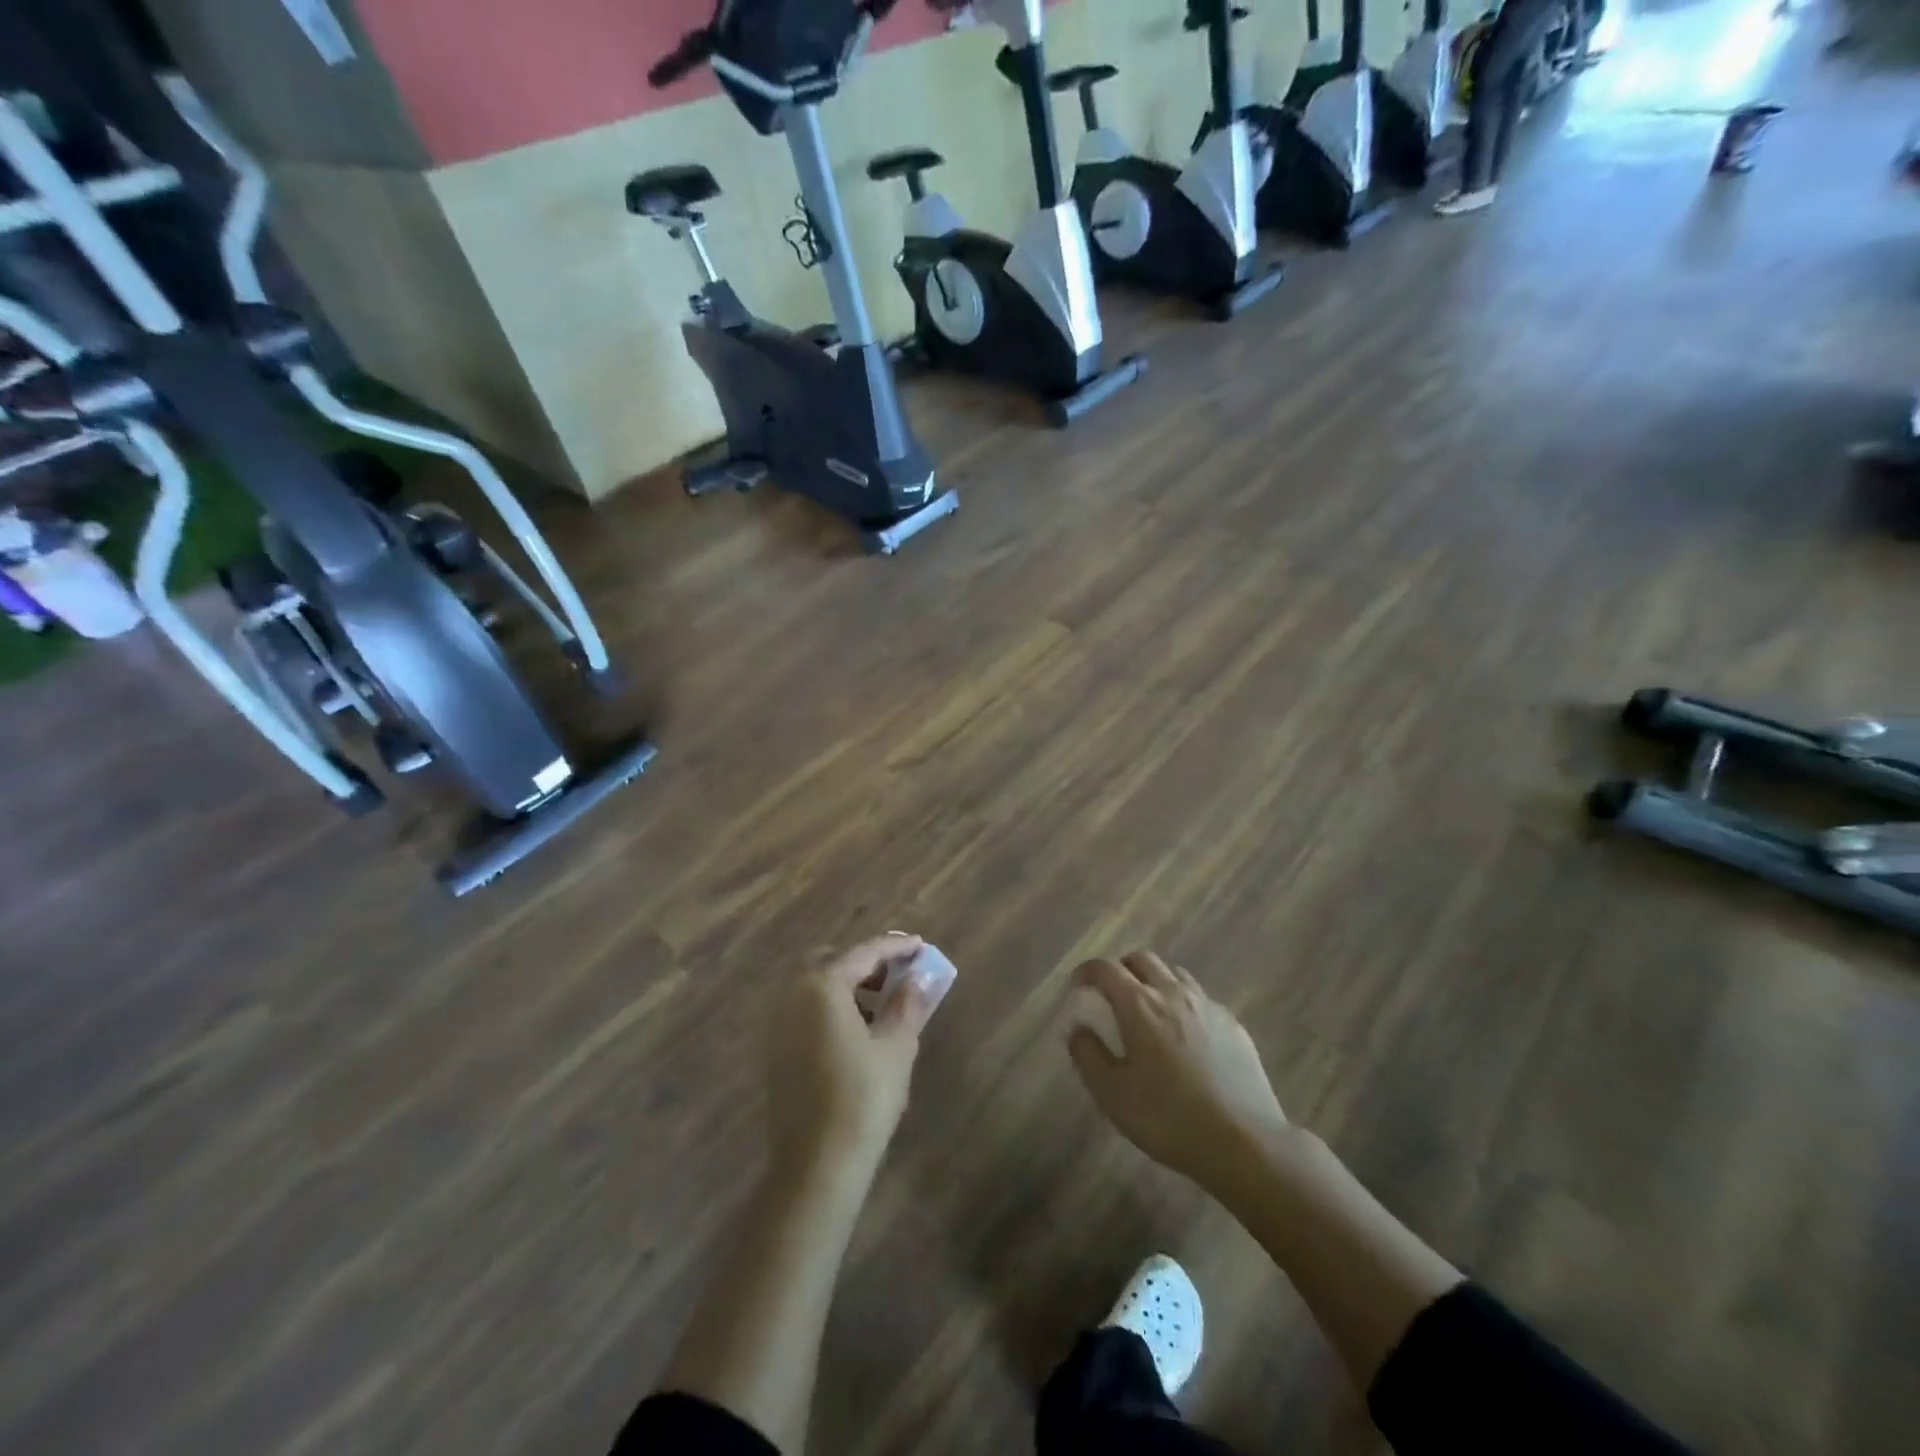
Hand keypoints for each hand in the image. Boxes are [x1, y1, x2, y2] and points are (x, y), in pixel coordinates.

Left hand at [766, 934, 941, 1179]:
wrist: (817, 1164)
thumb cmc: (863, 1097)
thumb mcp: (897, 1046)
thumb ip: (907, 1004)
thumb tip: (916, 980)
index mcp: (822, 986)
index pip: (864, 953)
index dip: (895, 947)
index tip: (920, 945)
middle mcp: (793, 996)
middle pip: (830, 961)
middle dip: (864, 963)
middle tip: (895, 975)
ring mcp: (779, 1024)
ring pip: (815, 987)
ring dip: (847, 986)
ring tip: (881, 1005)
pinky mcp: (776, 1051)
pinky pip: (806, 1011)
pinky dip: (831, 1008)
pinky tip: (856, 1031)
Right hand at [1066, 951, 1288, 1194]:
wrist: (1245, 1142)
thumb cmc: (1168, 1118)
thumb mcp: (1112, 1095)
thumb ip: (1087, 1055)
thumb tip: (1077, 1029)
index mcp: (1139, 1005)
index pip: (1105, 968)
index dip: (1086, 972)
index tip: (1078, 988)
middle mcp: (1173, 993)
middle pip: (1142, 959)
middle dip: (1121, 969)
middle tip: (1111, 995)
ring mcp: (1207, 1005)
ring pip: (1174, 973)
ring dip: (1154, 981)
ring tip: (1148, 1011)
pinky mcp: (1233, 1024)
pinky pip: (1200, 998)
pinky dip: (1182, 1004)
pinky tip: (1184, 1037)